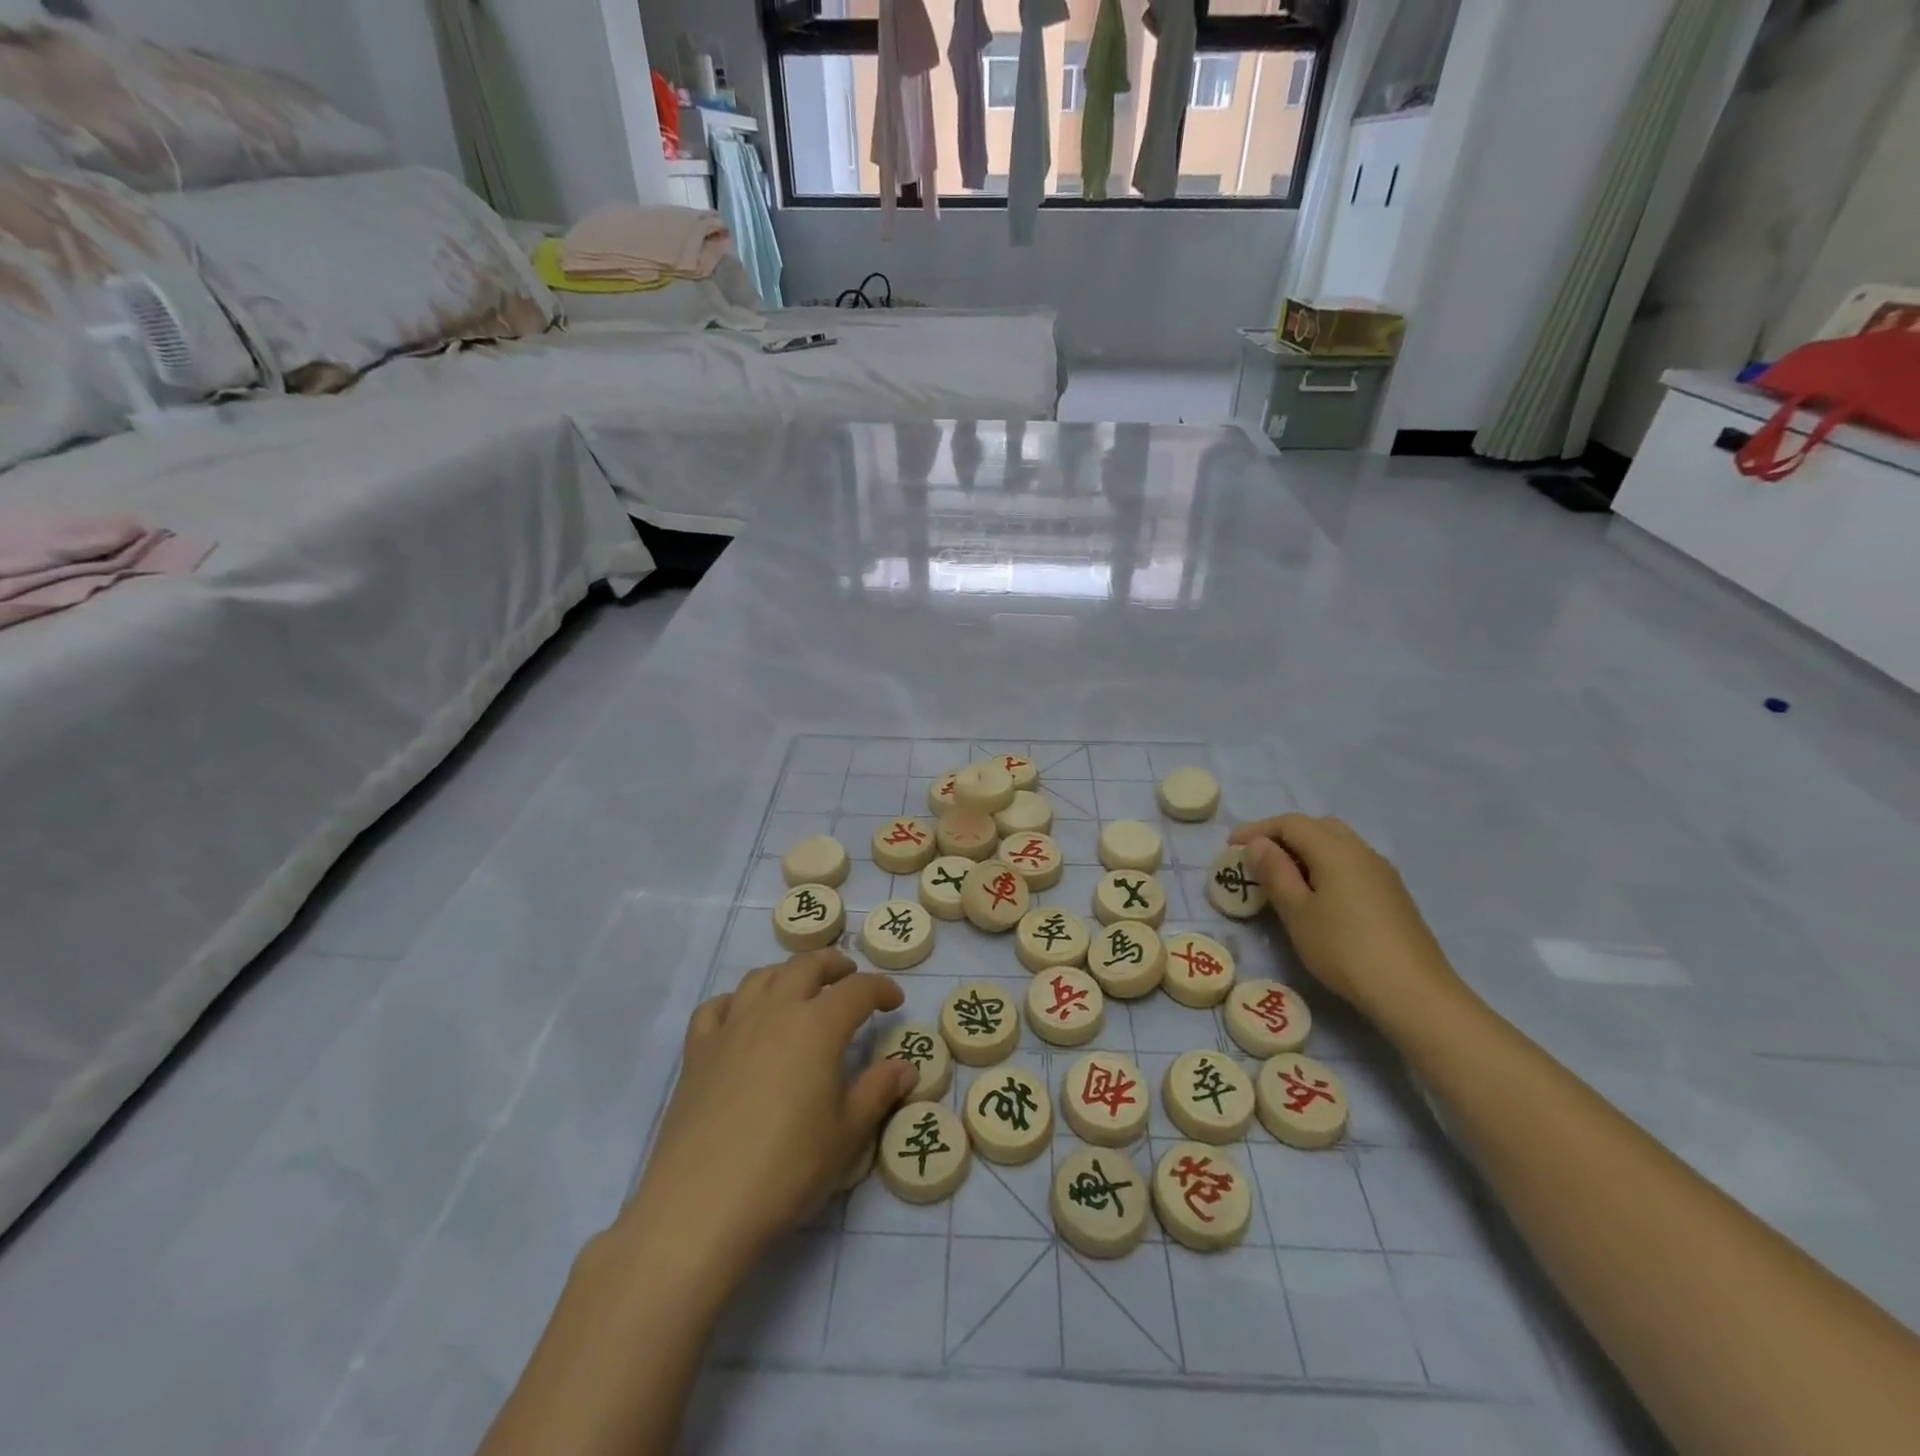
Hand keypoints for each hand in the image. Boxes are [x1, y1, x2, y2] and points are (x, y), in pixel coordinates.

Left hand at [621, 949, 915, 1270]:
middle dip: (833, 965)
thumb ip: (877, 1091)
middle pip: (806, 966)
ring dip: (787, 974)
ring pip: (761, 977)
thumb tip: (905, 1067)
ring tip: (800, 990)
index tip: (894, 1002)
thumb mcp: (847, 1134)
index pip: (858, 990)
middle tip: (849, 977)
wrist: (702, 1205)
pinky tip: (742, 1018)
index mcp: (818, 1026)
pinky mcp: (697, 1051)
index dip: (882, 989)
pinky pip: (716, 1007)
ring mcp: (731, 1027)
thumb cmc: (787, 1169)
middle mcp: (775, 1011)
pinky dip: (736, 1001)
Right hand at [1229, 815, 1463, 1031]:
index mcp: (1336, 850)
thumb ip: (1275, 873)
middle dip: (1283, 835)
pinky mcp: (1392, 894)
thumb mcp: (1297, 912)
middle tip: (1258, 858)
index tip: (1230, 847)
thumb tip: (1259, 844)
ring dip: (1306, 850)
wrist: (1413, 992)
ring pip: (1337, 844)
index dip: (1258, 829)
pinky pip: (1351, 863)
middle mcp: (1361, 852)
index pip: (1291, 823)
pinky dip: (1326, 865)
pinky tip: (1317, 894)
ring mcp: (1381, 873)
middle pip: (1318, 826)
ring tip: (1283, 876)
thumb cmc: (1344, 949)